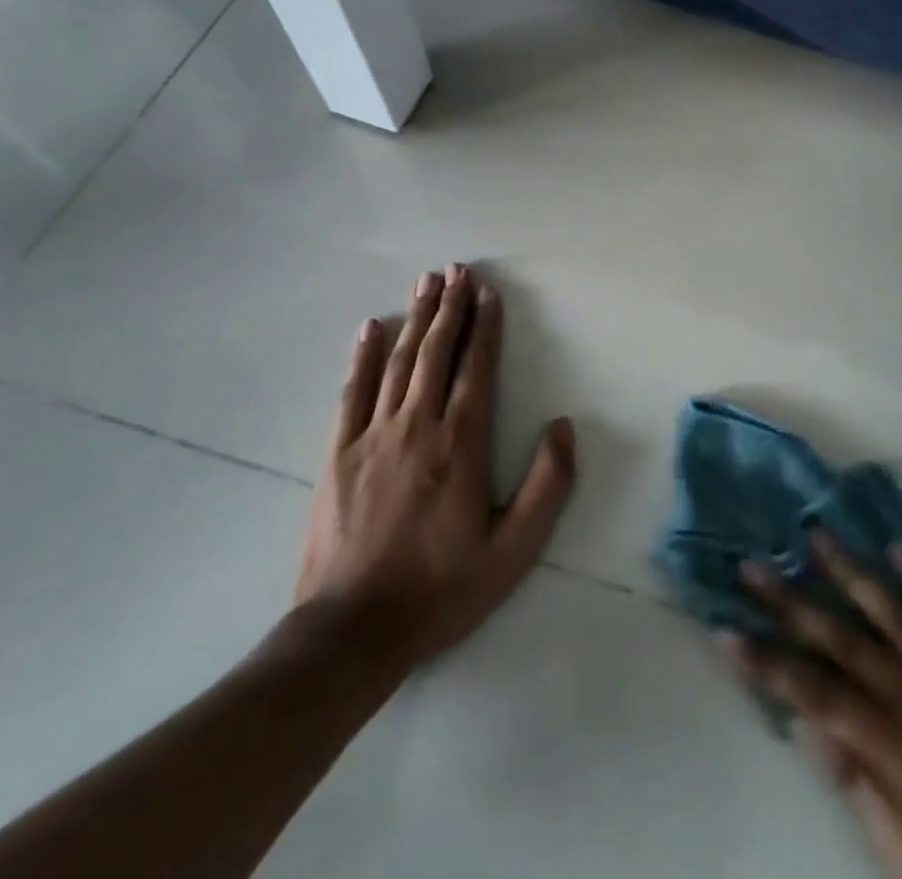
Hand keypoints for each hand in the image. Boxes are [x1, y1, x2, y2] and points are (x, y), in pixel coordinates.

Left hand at [294, 264, 575, 672]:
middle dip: (450, 307)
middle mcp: (417, 426)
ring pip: (398, 362)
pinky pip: (352, 392)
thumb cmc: (441, 589)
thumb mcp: (513, 550)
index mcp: (461, 444)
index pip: (477, 369)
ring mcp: (372, 436)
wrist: (351, 633)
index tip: (489, 293)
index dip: (485, 327)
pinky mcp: (338, 454)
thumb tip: (563, 425)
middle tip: (457, 269)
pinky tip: (370, 328)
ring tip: (426, 282)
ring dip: (415, 318)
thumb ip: (547, 485)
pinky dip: (362, 356)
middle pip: (436, 353)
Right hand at [722, 532, 901, 878]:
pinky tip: (899, 548)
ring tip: (815, 532)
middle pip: (842, 639)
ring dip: (850, 571)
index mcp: (899, 749)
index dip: (767, 662)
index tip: (725, 630)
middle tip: (752, 563)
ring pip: (893, 611)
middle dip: (791, 602)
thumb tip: (810, 730)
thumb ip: (864, 792)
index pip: (814, 694)